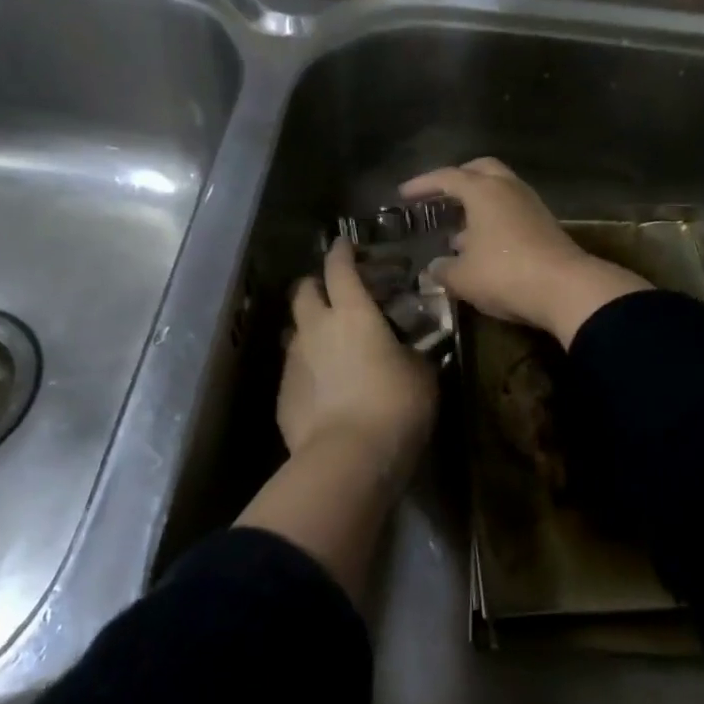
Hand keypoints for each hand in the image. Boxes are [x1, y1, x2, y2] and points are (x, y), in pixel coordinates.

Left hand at [277, 239, 436, 493]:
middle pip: (303, 290)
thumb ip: (413, 352)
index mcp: (352, 313)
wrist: (347, 458)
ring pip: (294, 329)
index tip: (345, 244)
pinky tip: (323, 386)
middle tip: (334, 292)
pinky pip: (293, 368)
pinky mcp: (282, 393)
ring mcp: (293, 360)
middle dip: (316, 284)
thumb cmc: (394, 406)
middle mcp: (315, 327)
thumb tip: (410, 349)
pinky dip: (307, 367)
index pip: (339, 267)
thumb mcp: (421, 375)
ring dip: (308, 327)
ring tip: (328, 342)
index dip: (342, 252)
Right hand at [400, 158, 650, 347]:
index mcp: (483, 191)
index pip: (446, 177)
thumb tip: (434, 266)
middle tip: (439, 195)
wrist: (566, 289)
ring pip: (499, 190)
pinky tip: (482, 244)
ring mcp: (531, 205)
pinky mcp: (545, 224)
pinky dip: (493, 218)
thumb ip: (443, 269)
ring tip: (457, 227)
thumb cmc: (505, 274)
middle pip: (480, 170)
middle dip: (458, 178)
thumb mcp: (462, 277)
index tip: (403, 194)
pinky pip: (512, 210)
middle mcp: (508, 188)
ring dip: (478, 202)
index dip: (422, 184)